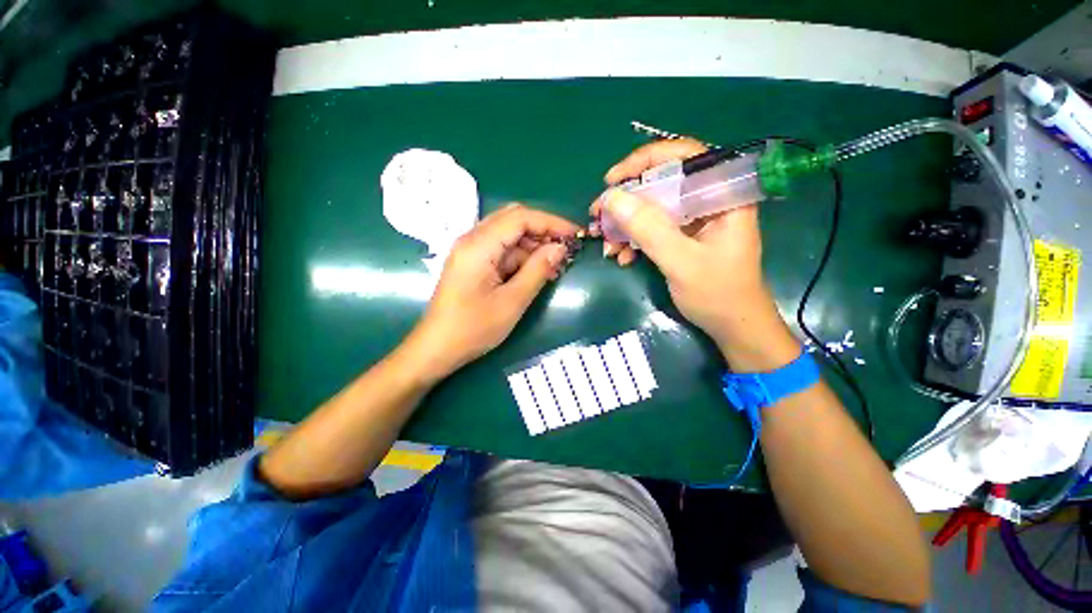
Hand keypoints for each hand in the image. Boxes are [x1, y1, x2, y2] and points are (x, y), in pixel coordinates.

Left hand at [406, 204, 578, 381]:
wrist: (437, 348)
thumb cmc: (473, 328)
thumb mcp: (512, 301)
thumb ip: (538, 270)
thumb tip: (560, 248)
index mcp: (479, 245)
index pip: (520, 217)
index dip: (551, 222)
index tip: (575, 236)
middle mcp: (472, 239)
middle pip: (513, 220)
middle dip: (543, 231)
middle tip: (565, 250)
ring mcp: (471, 251)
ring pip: (508, 235)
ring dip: (533, 246)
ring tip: (555, 266)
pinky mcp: (472, 263)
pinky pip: (501, 250)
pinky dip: (521, 257)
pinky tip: (536, 272)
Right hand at [591, 139, 796, 367]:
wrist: (733, 326)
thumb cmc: (718, 294)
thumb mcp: (681, 262)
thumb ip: (649, 229)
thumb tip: (611, 198)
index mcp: (722, 194)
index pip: (683, 156)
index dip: (644, 161)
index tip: (611, 181)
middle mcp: (708, 200)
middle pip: (661, 182)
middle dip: (626, 201)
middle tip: (598, 217)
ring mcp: (694, 219)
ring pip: (652, 208)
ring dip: (625, 225)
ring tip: (607, 246)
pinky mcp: (683, 236)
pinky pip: (653, 228)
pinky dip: (634, 240)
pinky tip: (622, 257)